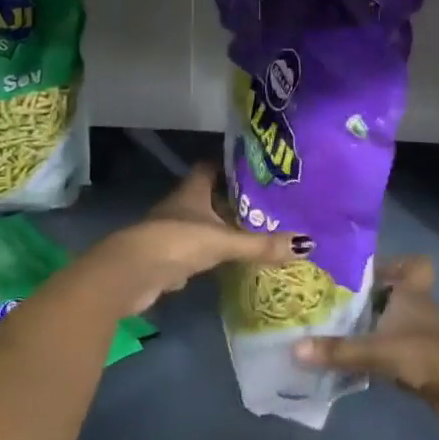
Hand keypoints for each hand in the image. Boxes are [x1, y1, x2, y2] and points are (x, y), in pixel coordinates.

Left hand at [80, 163, 307, 314]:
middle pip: (209, 195)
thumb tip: (307, 244)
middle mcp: (181, 205)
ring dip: (222, 227)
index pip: (211, 166)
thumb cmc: (177, 241)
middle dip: (232, 199)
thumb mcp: (224, 241)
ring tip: (254, 230)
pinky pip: (194, 250)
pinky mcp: (167, 257)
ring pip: (202, 223)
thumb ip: (261, 244)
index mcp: (192, 190)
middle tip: (265, 202)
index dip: (230, 165)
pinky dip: (210, 254)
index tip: (255, 168)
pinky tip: (229, 260)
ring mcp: (171, 231)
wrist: (131, 274)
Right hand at [294, 257, 438, 436]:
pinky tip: (353, 359)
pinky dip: (376, 349)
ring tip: (335, 328)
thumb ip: (338, 350)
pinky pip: (393, 346)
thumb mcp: (376, 350)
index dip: (390, 263)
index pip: (411, 264)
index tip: (357, 270)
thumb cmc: (423, 354)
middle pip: (394, 292)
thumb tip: (296, 349)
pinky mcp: (421, 359)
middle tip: (333, 300)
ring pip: (392, 319)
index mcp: (411, 291)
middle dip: (368, 296)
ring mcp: (421, 334)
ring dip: (370, 324)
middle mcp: (417, 306)